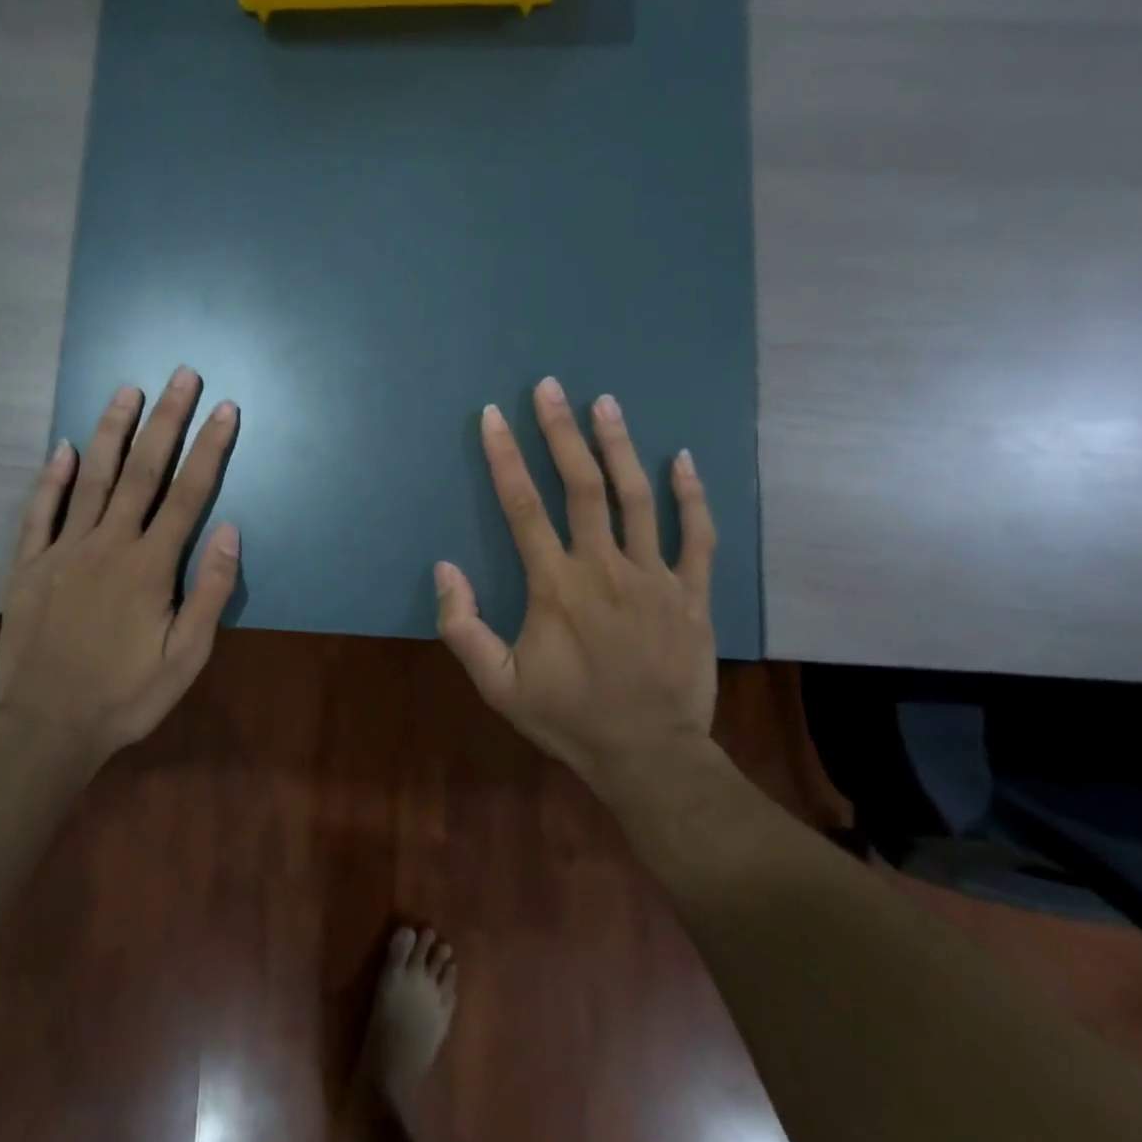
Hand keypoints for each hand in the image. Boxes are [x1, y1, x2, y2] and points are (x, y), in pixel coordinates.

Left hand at [0, 367, 240, 760]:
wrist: (46, 729)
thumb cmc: (126, 696)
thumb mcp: (187, 657)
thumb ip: (209, 591)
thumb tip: (228, 529)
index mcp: (150, 565)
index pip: (188, 494)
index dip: (209, 448)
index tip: (224, 409)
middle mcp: (108, 544)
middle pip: (143, 471)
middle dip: (166, 420)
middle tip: (181, 375)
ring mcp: (64, 551)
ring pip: (93, 479)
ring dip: (113, 432)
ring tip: (128, 390)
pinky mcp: (29, 566)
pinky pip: (40, 512)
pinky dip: (51, 478)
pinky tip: (64, 447)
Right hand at [435, 377, 717, 786]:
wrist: (648, 755)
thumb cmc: (567, 717)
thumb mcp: (497, 684)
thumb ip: (463, 627)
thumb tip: (444, 568)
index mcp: (555, 586)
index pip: (523, 507)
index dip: (505, 457)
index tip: (493, 416)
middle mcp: (604, 568)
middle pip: (582, 486)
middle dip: (562, 432)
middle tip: (551, 387)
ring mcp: (654, 577)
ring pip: (638, 498)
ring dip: (619, 446)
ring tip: (605, 402)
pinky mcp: (691, 593)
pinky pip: (697, 535)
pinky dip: (691, 494)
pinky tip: (682, 458)